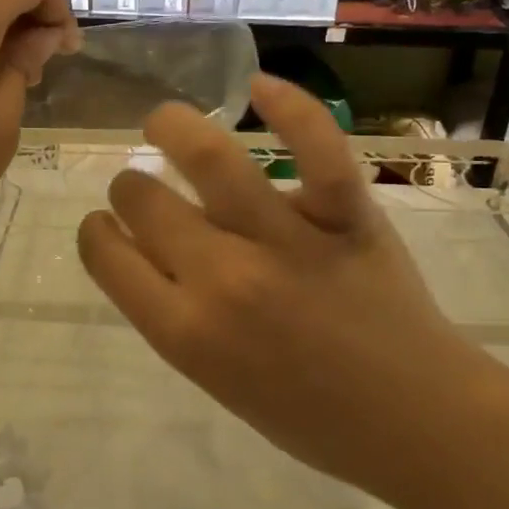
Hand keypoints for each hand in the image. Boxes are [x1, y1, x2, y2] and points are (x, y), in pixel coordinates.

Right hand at [78, 74, 496, 497]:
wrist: (413, 423)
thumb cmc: (307, 417)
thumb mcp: (214, 380)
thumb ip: (174, 316)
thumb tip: (147, 253)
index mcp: (183, 331)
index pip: (106, 254)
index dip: (95, 231)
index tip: (105, 226)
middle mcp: (221, 278)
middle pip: (142, 199)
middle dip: (130, 188)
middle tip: (144, 191)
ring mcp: (285, 241)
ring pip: (207, 156)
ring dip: (172, 127)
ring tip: (164, 123)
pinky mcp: (346, 216)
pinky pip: (315, 147)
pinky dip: (290, 106)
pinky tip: (260, 86)